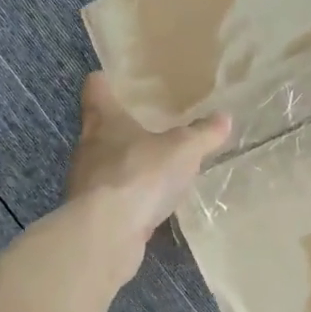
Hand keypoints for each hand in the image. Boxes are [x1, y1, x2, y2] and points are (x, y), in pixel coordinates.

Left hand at [65, 73, 231, 253]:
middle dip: (119, 127)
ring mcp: (86, 182)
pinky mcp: (92, 213)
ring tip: (151, 166)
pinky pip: (113, 196)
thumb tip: (224, 117)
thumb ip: (203, 134)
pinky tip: (148, 202)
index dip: (104, 83)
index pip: (96, 90)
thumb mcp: (183, 150)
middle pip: (98, 128)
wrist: (106, 232)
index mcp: (105, 121)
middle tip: (144, 123)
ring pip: (104, 164)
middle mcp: (89, 147)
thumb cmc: (140, 174)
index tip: (111, 79)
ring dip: (124, 164)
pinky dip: (128, 196)